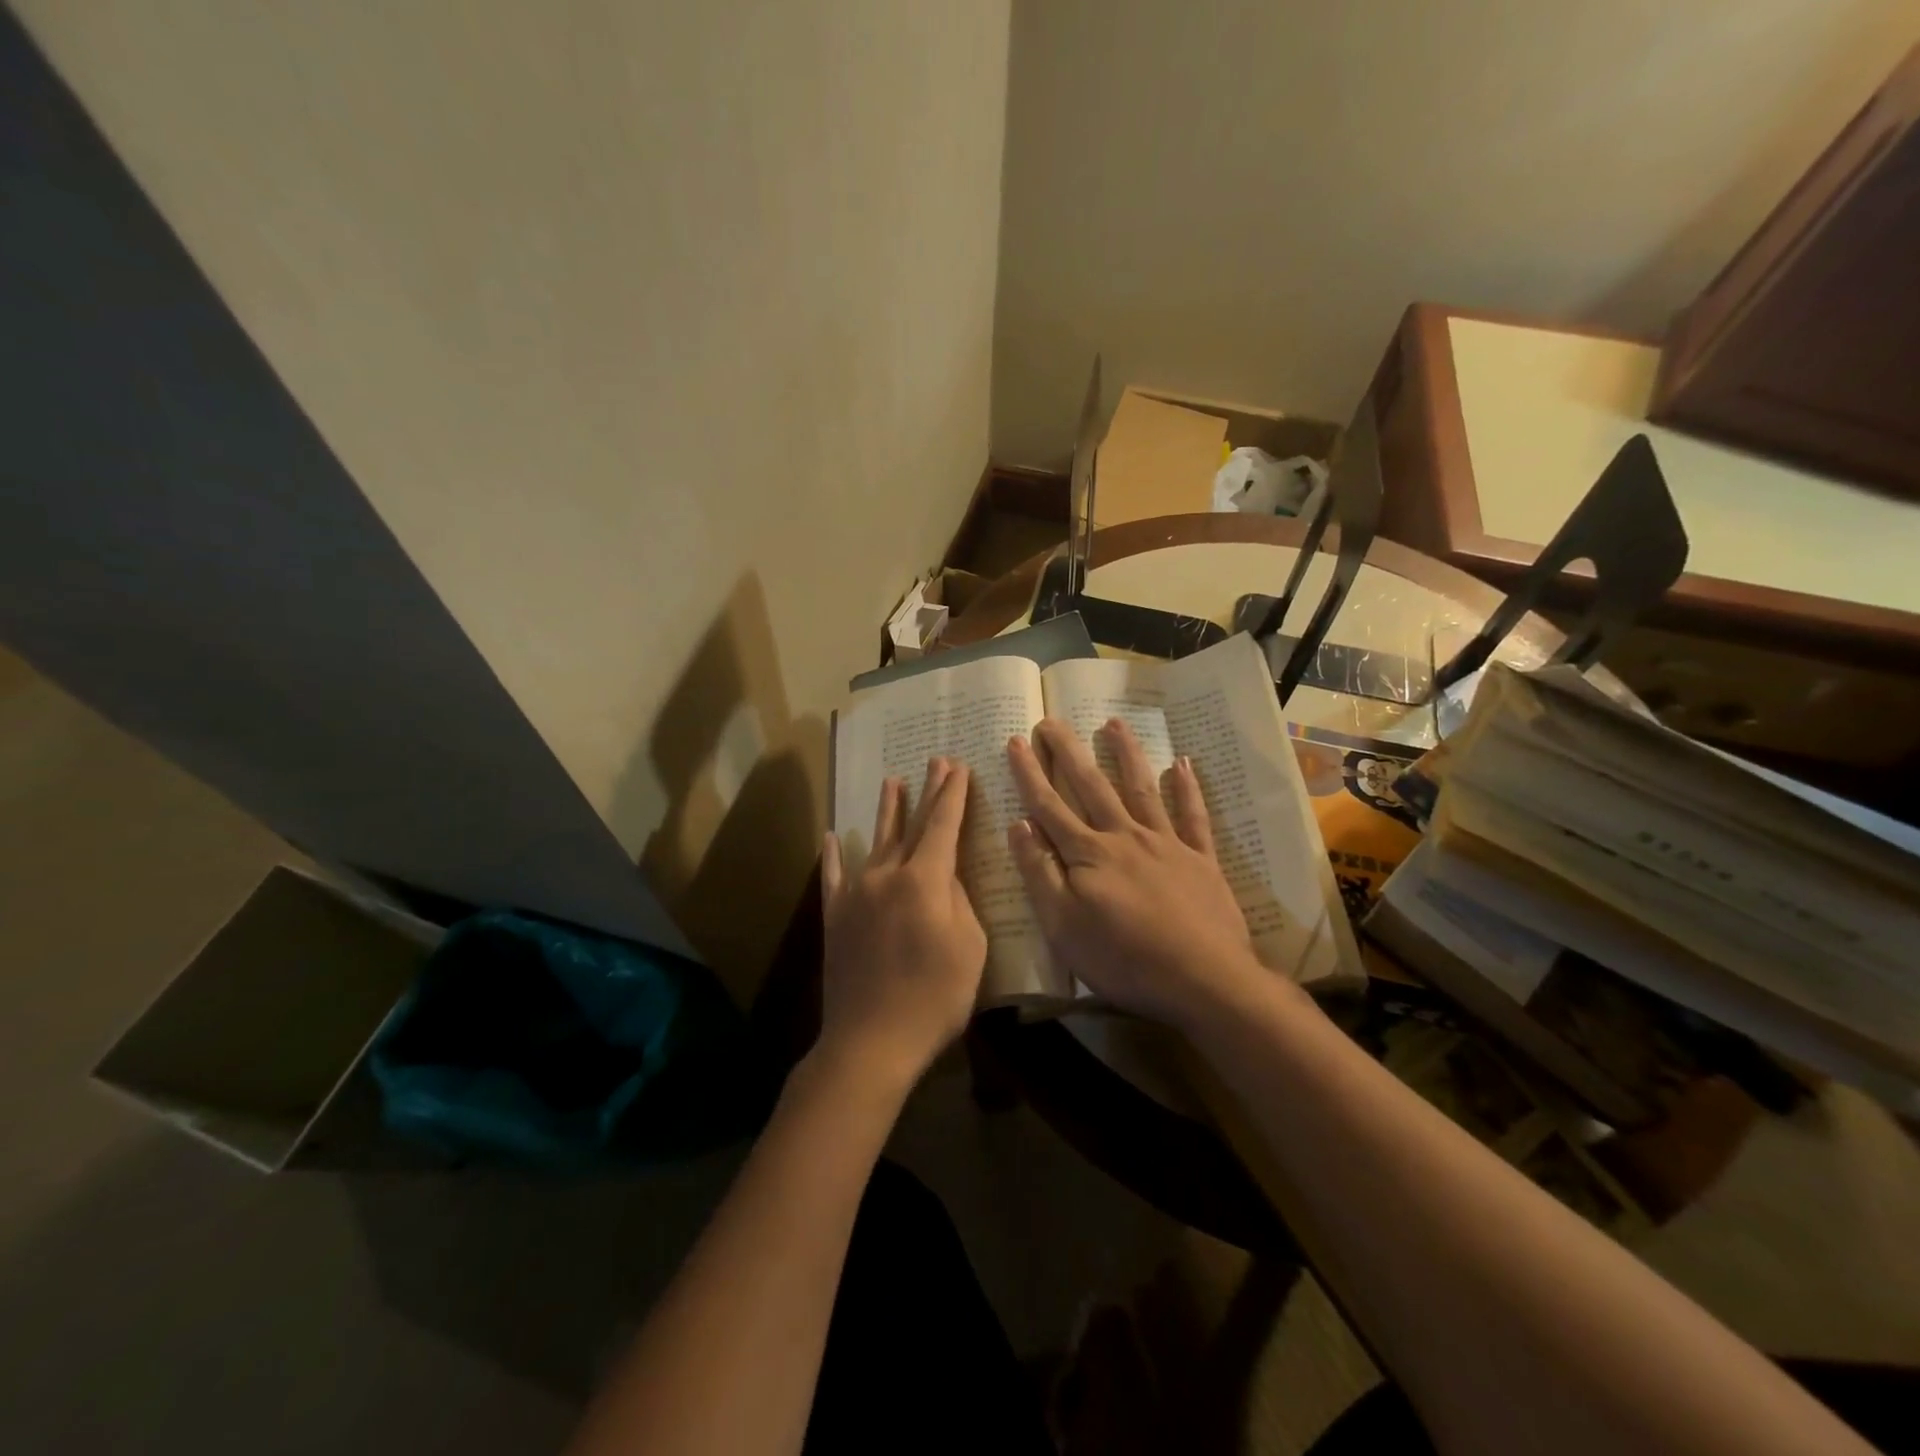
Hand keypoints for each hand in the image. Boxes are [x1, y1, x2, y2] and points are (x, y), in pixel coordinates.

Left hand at [816, 758, 986, 1093]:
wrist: (871, 1040)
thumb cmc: (934, 997)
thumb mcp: (969, 948)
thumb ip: (959, 902)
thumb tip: (945, 877)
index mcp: (925, 880)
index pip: (942, 825)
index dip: (952, 795)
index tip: (958, 767)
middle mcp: (887, 875)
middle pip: (911, 825)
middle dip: (927, 792)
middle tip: (935, 762)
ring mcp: (857, 893)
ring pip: (875, 842)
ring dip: (887, 811)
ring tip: (892, 782)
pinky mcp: (836, 916)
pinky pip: (835, 876)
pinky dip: (835, 855)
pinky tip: (833, 836)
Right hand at [1005, 718, 1268, 1029]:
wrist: (1203, 980)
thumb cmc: (1124, 959)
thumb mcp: (1062, 926)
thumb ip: (1040, 873)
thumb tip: (1019, 825)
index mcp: (1088, 854)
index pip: (1049, 806)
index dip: (1030, 773)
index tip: (1015, 740)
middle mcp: (1124, 836)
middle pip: (1091, 786)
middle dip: (1068, 752)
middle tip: (1052, 720)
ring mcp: (1167, 844)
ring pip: (1141, 789)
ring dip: (1125, 754)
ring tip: (1113, 723)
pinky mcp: (1201, 860)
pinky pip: (1193, 816)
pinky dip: (1187, 789)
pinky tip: (1182, 764)